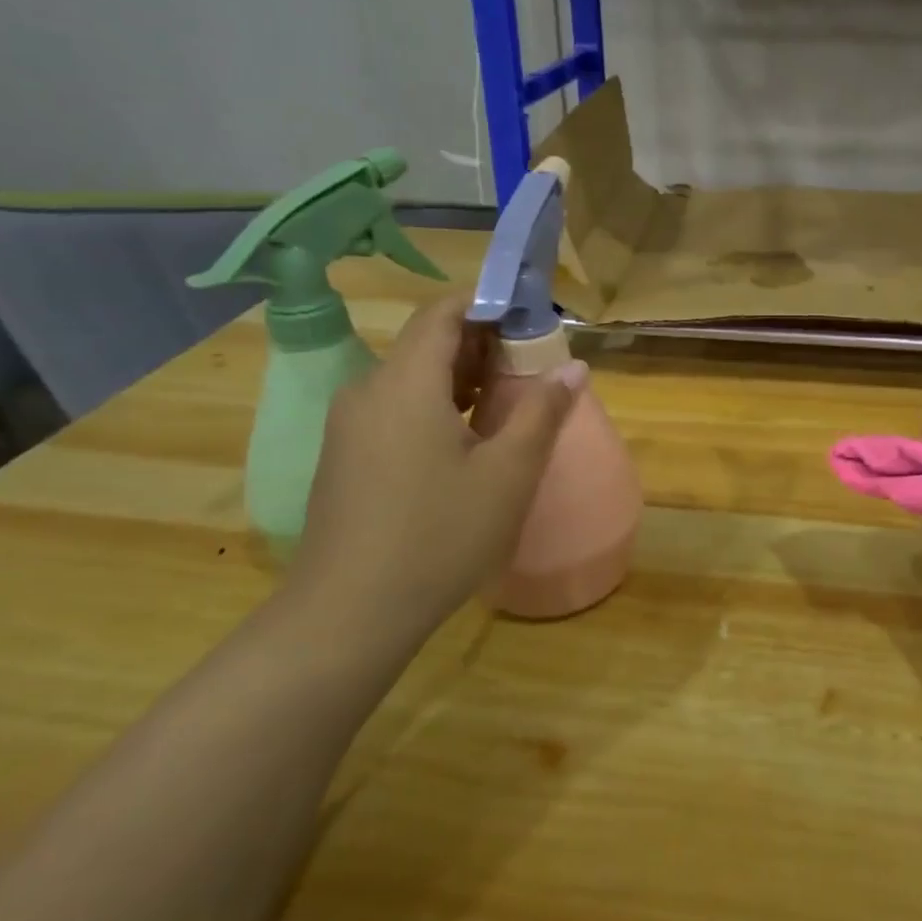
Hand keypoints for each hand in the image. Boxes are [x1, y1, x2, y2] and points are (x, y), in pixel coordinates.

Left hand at [287, 295, 581, 635]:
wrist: (348, 615)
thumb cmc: (439, 535)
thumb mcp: (508, 473)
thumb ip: (543, 411)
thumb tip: (574, 367)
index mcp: (406, 381)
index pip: (445, 311)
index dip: (491, 305)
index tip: (535, 323)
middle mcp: (370, 389)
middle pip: (429, 341)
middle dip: (485, 344)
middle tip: (534, 367)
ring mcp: (352, 424)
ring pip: (413, 376)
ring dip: (463, 377)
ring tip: (511, 402)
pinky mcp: (347, 455)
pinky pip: (397, 406)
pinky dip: (437, 404)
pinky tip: (469, 440)